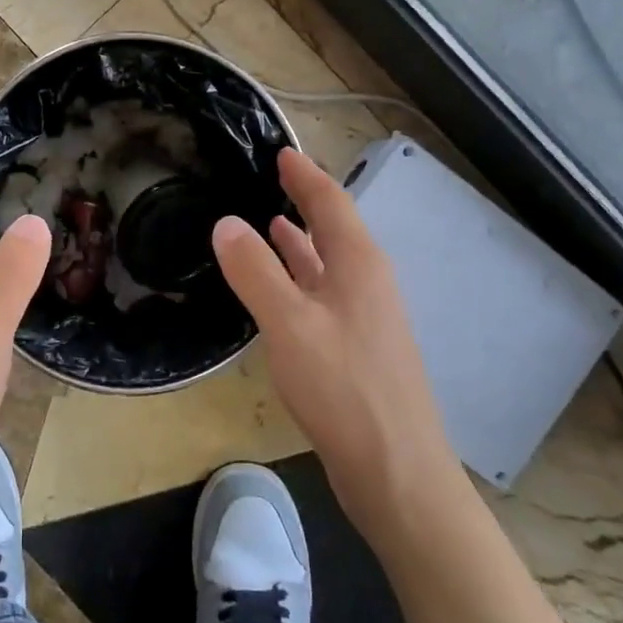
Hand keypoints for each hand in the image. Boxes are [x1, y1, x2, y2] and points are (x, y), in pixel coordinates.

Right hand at [213, 147, 459, 545]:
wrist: (396, 471)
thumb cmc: (344, 388)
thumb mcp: (289, 323)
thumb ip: (255, 271)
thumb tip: (225, 223)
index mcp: (357, 264)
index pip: (329, 202)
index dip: (304, 175)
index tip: (281, 151)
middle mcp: (367, 281)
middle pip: (333, 228)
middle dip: (303, 202)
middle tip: (270, 180)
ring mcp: (365, 316)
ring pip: (327, 263)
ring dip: (299, 241)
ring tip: (268, 223)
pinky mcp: (356, 348)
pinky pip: (322, 293)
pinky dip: (299, 278)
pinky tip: (281, 288)